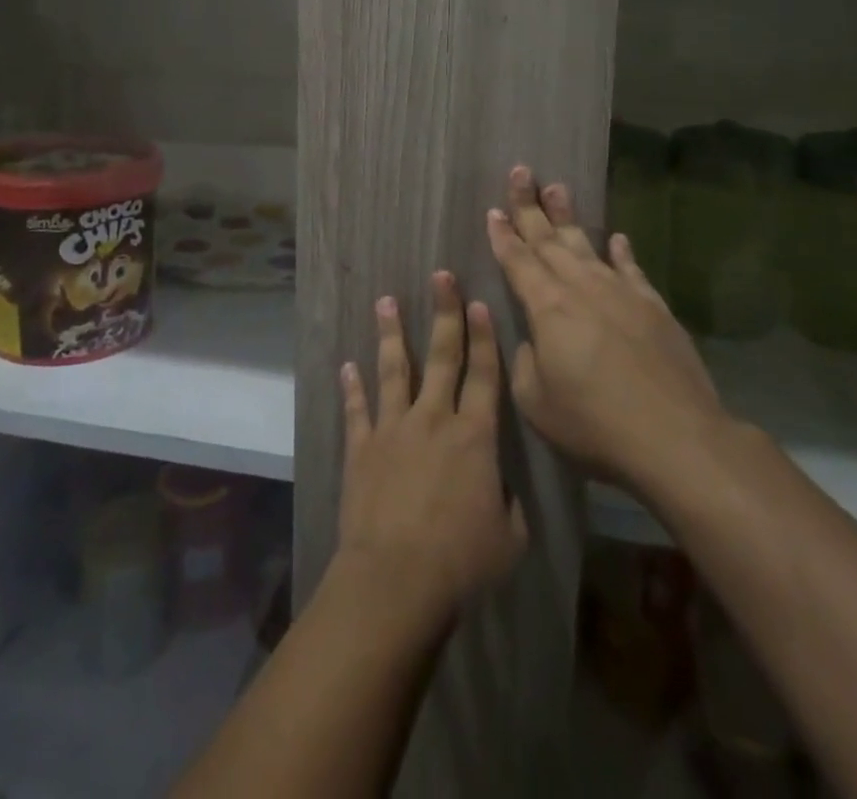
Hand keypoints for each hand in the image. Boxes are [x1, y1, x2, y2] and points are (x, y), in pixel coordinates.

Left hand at [334, 271, 528, 632]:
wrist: (397, 578)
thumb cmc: (462, 561)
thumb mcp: (509, 538)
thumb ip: (509, 503)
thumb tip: (500, 487)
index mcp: (474, 436)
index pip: (484, 375)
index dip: (484, 337)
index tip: (480, 302)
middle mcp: (433, 418)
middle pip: (441, 356)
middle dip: (444, 313)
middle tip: (440, 276)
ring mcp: (393, 428)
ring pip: (394, 369)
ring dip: (391, 334)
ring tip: (385, 301)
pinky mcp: (362, 446)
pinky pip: (356, 408)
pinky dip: (351, 386)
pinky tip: (347, 365)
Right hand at [485, 166, 727, 492]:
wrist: (676, 437)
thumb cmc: (594, 422)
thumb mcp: (536, 401)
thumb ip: (525, 363)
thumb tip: (534, 341)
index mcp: (547, 307)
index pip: (518, 261)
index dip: (503, 235)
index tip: (492, 211)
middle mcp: (581, 287)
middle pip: (549, 240)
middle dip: (529, 207)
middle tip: (520, 172)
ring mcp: (621, 293)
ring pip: (587, 245)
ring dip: (568, 217)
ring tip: (557, 188)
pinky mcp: (654, 307)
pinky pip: (632, 270)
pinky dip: (622, 252)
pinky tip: (618, 238)